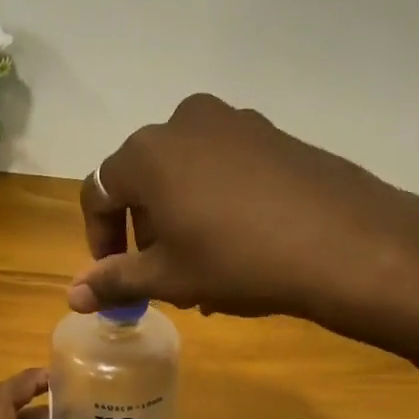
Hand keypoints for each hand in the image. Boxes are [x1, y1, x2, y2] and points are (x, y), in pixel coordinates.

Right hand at [69, 93, 418, 348]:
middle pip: (144, 180)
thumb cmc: (238, 260)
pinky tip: (241, 242)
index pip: (99, 192)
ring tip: (204, 266)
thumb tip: (72, 296)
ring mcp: (234, 122)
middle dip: (144, 230)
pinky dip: (216, 201)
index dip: (99, 238)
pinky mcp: (273, 134)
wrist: (346, 244)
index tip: (116, 276)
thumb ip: (114, 280)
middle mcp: (183, 123)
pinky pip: (225, 166)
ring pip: (186, 174)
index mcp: (147, 153)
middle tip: (162, 274)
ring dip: (181, 218)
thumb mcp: (169, 277)